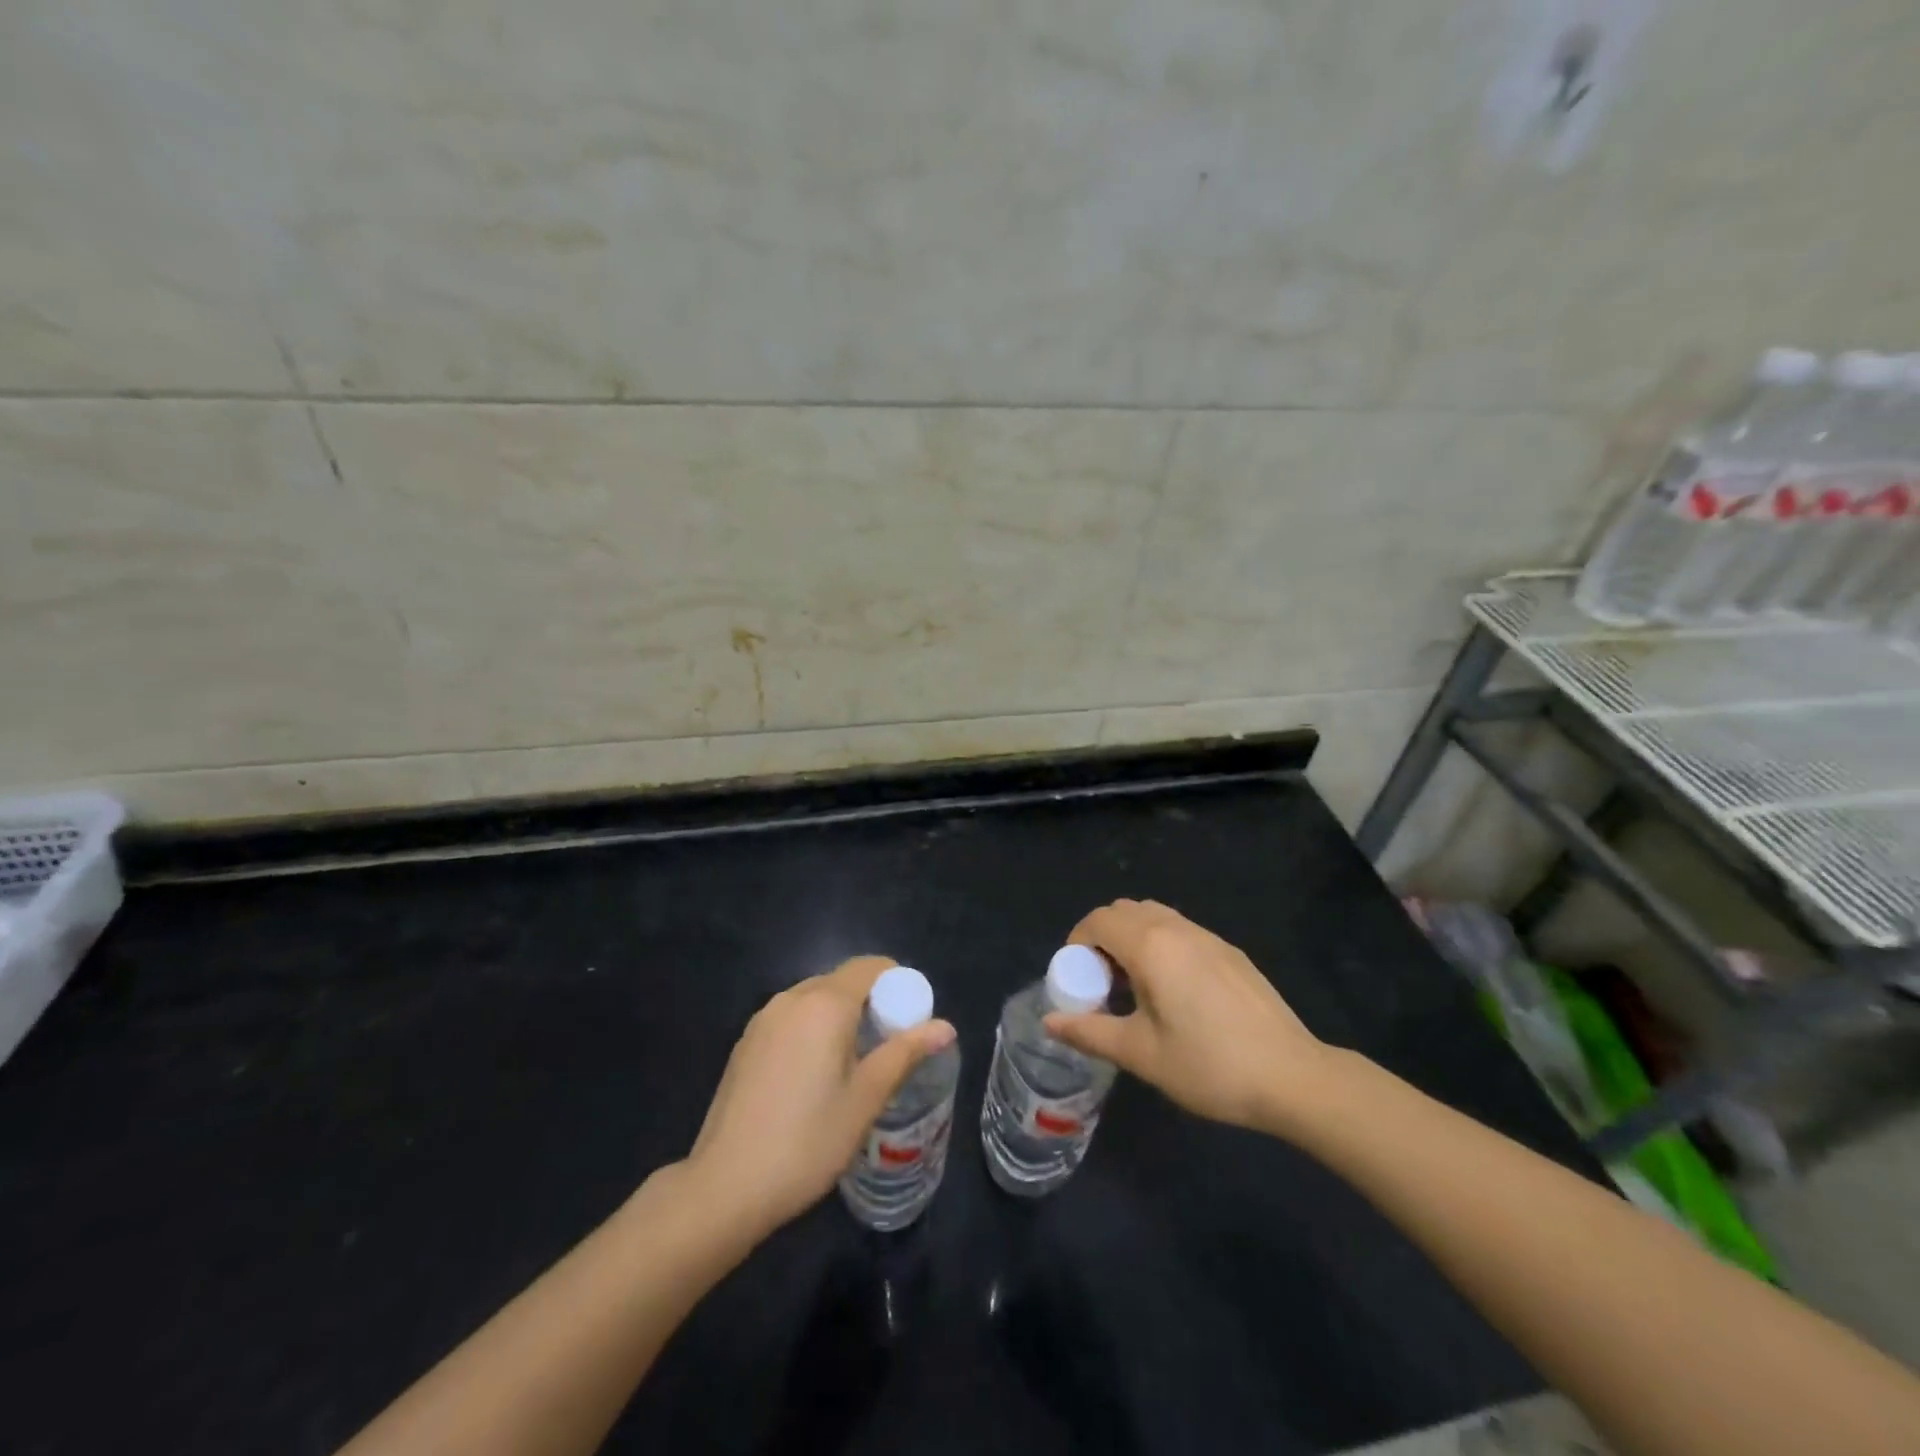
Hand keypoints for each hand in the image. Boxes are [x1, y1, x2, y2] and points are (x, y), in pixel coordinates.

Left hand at [683, 956, 955, 1238]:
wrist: (725, 1186)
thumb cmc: (807, 1141)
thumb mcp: (865, 1098)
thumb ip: (905, 1053)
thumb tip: (946, 1026)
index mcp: (825, 1004)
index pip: (870, 967)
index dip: (897, 983)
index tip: (910, 1017)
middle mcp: (792, 998)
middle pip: (842, 980)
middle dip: (871, 1001)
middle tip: (888, 1045)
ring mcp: (763, 1019)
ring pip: (815, 999)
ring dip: (840, 1016)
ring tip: (854, 1063)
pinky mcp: (746, 1042)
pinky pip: (791, 1018)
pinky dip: (812, 1029)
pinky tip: (814, 1075)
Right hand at [1044, 899, 1329, 1133]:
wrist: (1293, 1077)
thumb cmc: (1209, 1065)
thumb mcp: (1141, 1055)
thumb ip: (1090, 1032)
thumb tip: (1050, 1023)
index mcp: (1151, 946)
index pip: (1098, 920)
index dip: (1076, 943)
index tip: (1076, 980)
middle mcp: (1177, 929)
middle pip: (1124, 911)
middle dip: (1102, 938)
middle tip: (1102, 983)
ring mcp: (1209, 937)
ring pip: (1154, 917)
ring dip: (1132, 939)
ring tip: (1135, 987)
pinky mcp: (1230, 952)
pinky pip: (1181, 932)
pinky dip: (1160, 945)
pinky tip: (1174, 993)